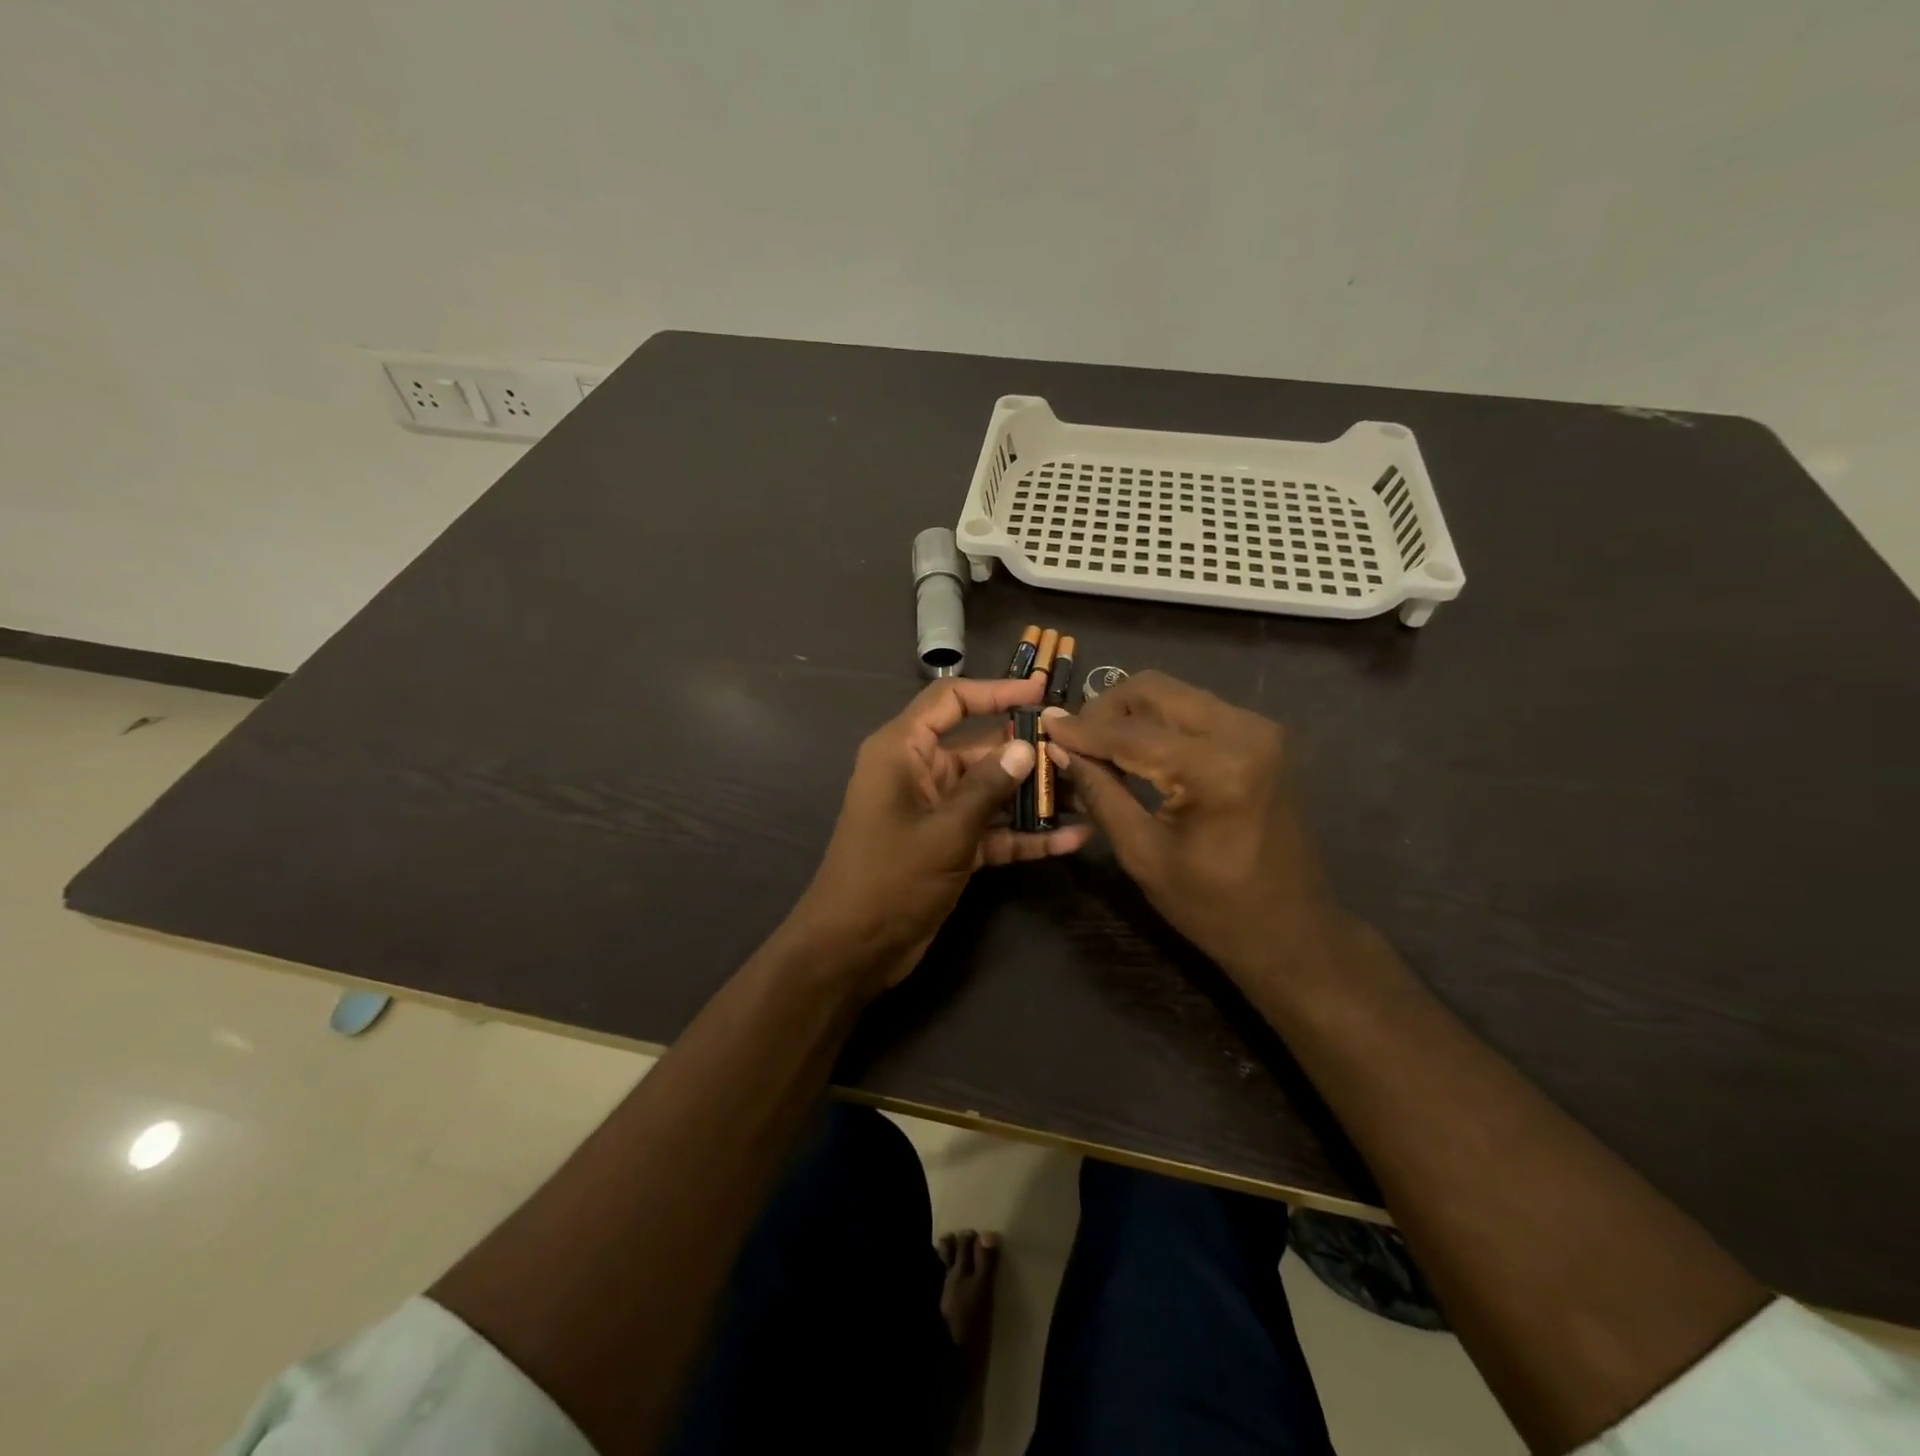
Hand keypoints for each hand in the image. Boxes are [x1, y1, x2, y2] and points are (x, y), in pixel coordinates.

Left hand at [793, 676, 1093, 987]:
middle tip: (1078, 750)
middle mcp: (919, 772)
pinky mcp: (948, 845)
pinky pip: (991, 829)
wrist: (853, 949)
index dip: (996, 692)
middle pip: (979, 747)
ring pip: (990, 790)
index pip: (950, 701)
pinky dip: (1024, 834)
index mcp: (903, 751)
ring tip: (1087, 793)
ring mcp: (935, 811)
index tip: (1042, 693)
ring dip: (1032, 795)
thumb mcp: (945, 830)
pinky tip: (1071, 839)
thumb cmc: (890, 877)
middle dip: (1027, 751)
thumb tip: (1026, 748)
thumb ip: (988, 787)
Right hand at [1045, 671, 1343, 986]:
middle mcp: (1243, 732)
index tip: (1042, 724)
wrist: (1292, 930)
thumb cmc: (1213, 908)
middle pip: (1153, 690)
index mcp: (1218, 769)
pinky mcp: (1260, 736)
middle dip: (1105, 710)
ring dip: (1130, 713)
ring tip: (1099, 748)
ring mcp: (1257, 729)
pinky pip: (1194, 709)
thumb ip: (1100, 792)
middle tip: (1074, 741)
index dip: (1081, 730)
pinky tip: (1135, 751)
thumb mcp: (1143, 854)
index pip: (1131, 733)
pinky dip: (1157, 722)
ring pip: (1173, 693)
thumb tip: (1059, 748)